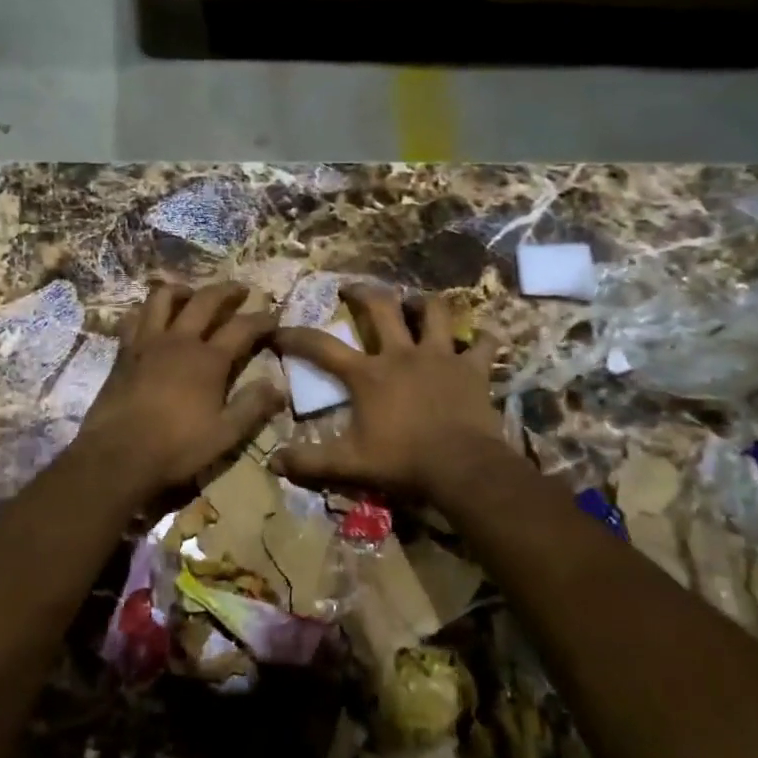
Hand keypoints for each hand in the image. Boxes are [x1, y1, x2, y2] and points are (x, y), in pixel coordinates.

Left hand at [73, 281, 281, 500]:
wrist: (117, 455)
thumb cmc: (176, 448)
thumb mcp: (224, 435)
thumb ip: (252, 407)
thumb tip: (279, 387)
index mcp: (208, 360)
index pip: (242, 328)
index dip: (261, 319)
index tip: (274, 316)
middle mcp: (180, 341)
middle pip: (205, 300)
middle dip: (227, 290)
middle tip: (240, 289)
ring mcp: (148, 342)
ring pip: (163, 298)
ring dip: (182, 290)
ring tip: (192, 294)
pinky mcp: (124, 352)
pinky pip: (134, 318)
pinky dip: (146, 311)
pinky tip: (151, 318)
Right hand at [271, 283, 511, 503]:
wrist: (462, 468)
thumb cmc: (403, 462)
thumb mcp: (350, 465)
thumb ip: (310, 462)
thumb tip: (273, 461)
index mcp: (368, 374)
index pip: (322, 347)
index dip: (297, 336)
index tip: (279, 331)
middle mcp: (402, 354)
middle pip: (382, 307)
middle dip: (363, 292)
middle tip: (352, 288)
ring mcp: (441, 357)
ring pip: (434, 312)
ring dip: (424, 304)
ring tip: (417, 304)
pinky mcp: (473, 369)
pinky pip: (484, 343)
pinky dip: (482, 338)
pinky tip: (479, 339)